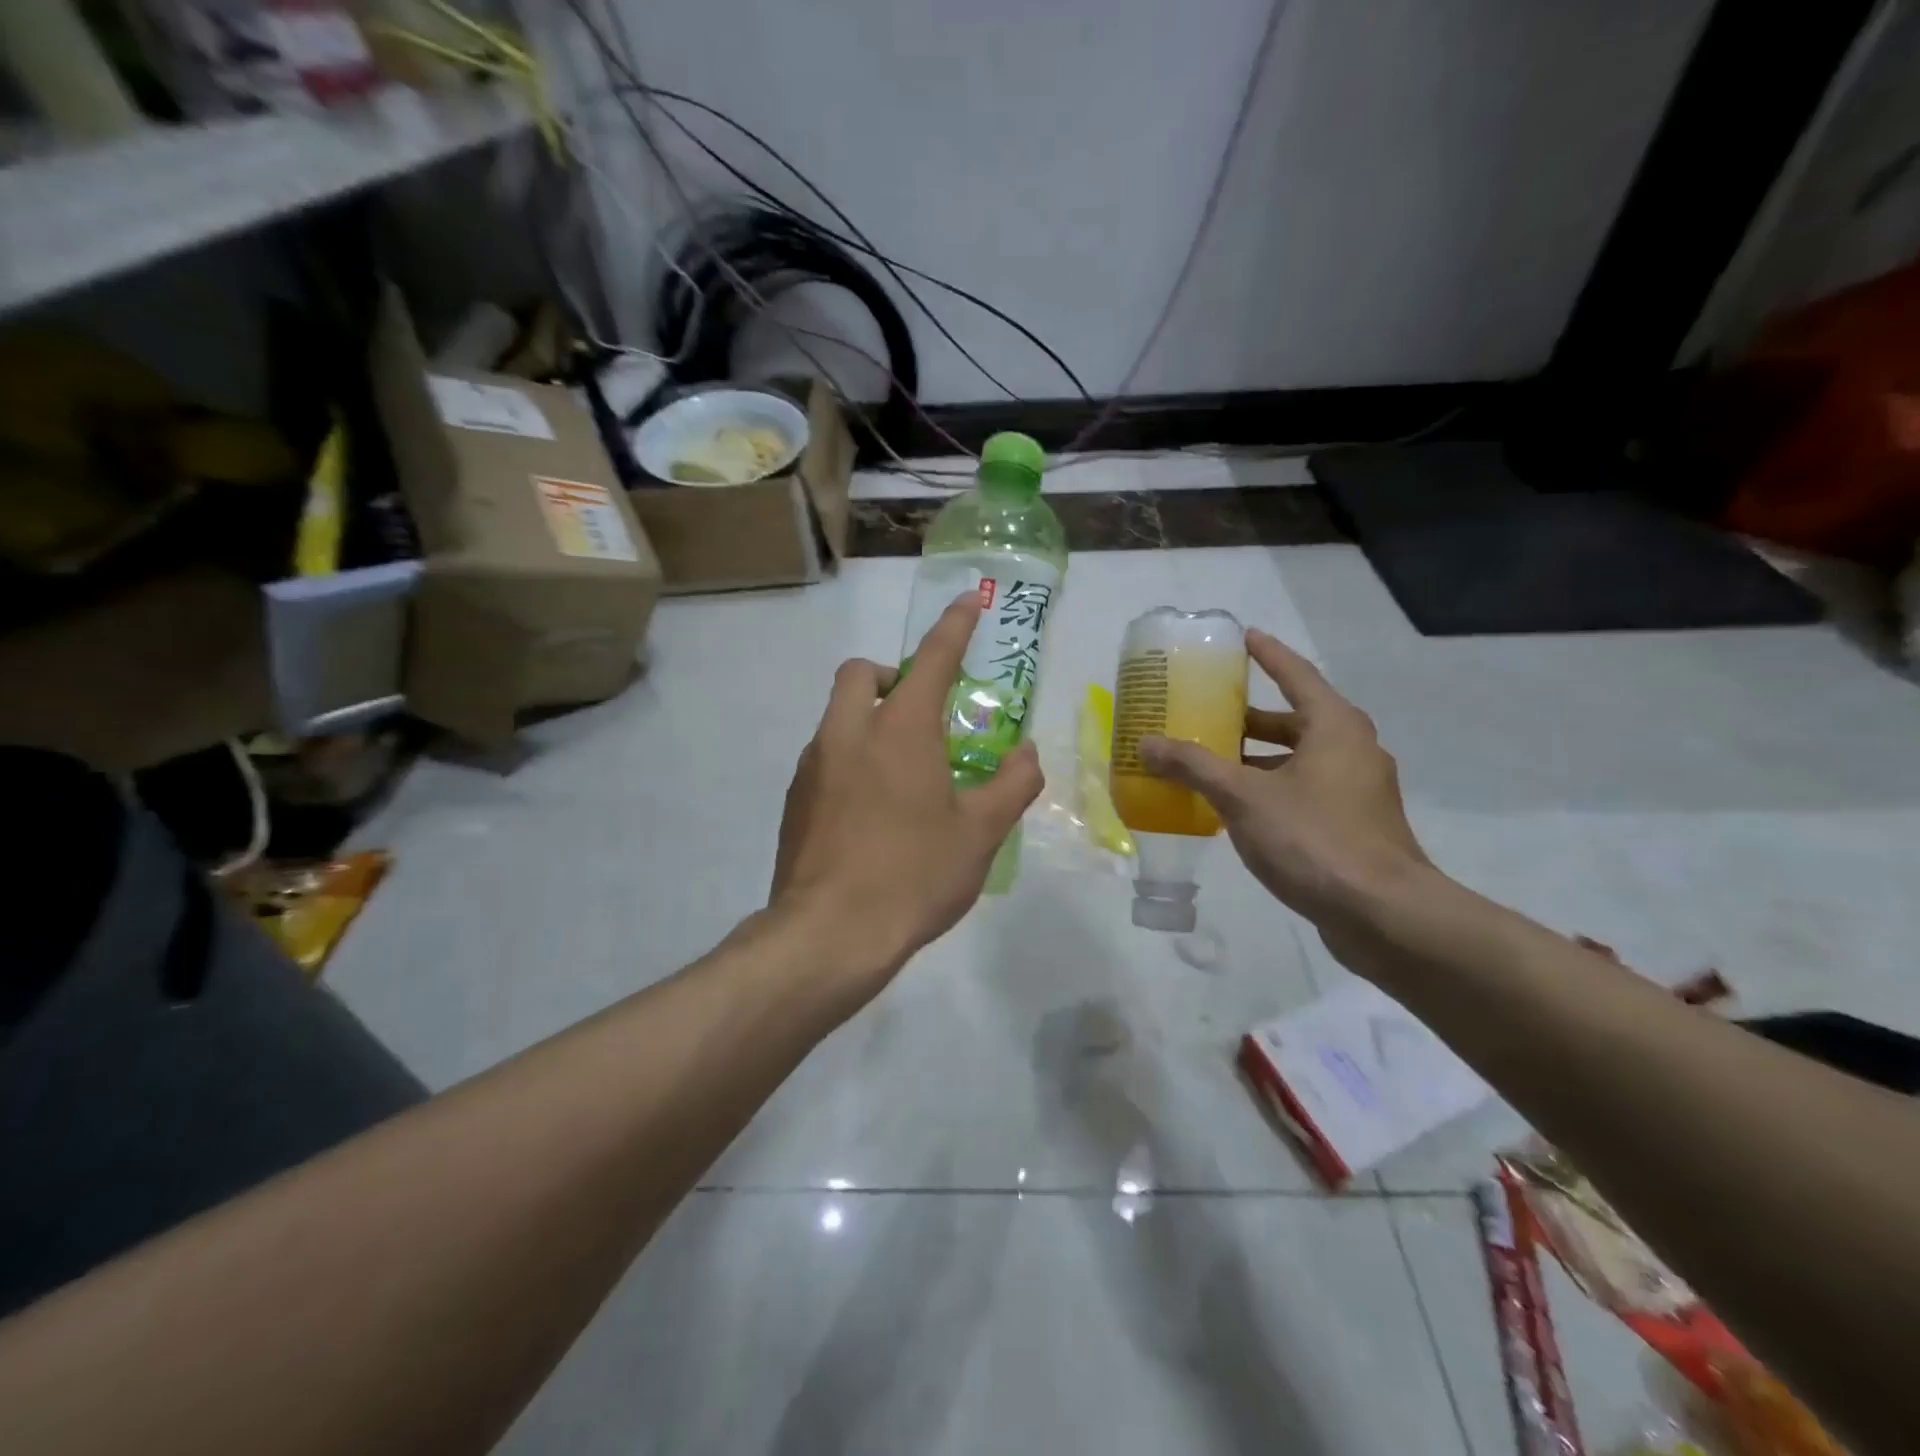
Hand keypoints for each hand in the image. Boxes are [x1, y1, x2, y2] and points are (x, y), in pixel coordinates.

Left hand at [771, 594, 1043, 995]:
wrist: (829, 934)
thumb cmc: (914, 875)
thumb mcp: (980, 833)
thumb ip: (1012, 784)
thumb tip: (1027, 753)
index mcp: (899, 729)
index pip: (931, 658)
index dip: (954, 625)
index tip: (970, 601)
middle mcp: (848, 733)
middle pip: (859, 673)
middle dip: (890, 674)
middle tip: (921, 712)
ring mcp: (813, 765)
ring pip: (837, 716)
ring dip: (868, 719)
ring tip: (902, 773)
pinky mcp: (795, 799)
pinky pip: (825, 757)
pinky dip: (850, 758)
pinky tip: (871, 811)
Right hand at [1139, 629, 1427, 924]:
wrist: (1383, 914)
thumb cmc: (1314, 839)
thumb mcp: (1243, 797)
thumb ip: (1194, 766)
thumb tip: (1146, 743)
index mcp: (1335, 726)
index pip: (1296, 674)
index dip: (1268, 654)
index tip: (1244, 637)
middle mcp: (1352, 749)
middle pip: (1296, 719)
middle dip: (1251, 717)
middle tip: (1209, 712)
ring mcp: (1358, 790)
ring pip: (1299, 759)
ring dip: (1258, 758)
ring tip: (1211, 762)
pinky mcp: (1355, 825)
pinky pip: (1305, 790)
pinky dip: (1271, 788)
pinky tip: (1237, 809)